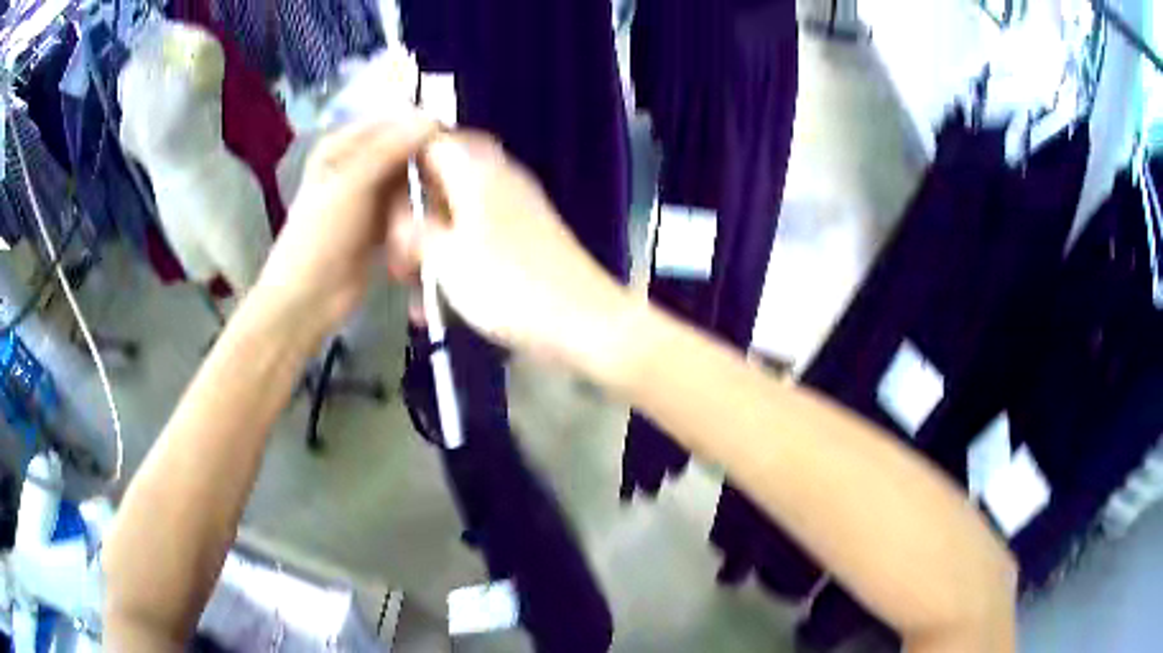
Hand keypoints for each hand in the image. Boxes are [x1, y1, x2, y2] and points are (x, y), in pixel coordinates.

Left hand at [255, 115, 436, 340]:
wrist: (308, 299)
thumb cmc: (322, 236)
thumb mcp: (352, 184)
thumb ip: (390, 149)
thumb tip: (433, 119)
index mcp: (342, 146)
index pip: (392, 122)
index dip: (423, 129)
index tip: (454, 145)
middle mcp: (356, 165)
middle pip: (403, 152)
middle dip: (426, 164)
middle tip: (452, 181)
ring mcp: (367, 196)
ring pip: (408, 181)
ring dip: (423, 194)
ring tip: (442, 206)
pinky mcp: (379, 224)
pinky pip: (407, 208)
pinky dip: (418, 215)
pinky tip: (431, 224)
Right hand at [389, 132, 633, 374]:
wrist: (582, 321)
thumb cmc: (506, 285)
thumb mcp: (445, 257)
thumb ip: (414, 228)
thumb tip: (395, 209)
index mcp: (477, 171)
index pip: (432, 141)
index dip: (399, 163)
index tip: (375, 196)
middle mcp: (497, 180)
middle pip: (441, 180)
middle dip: (412, 215)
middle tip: (393, 252)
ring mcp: (514, 210)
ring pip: (456, 215)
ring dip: (429, 246)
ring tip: (409, 285)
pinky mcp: (524, 239)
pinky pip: (477, 239)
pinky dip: (454, 262)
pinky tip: (437, 302)